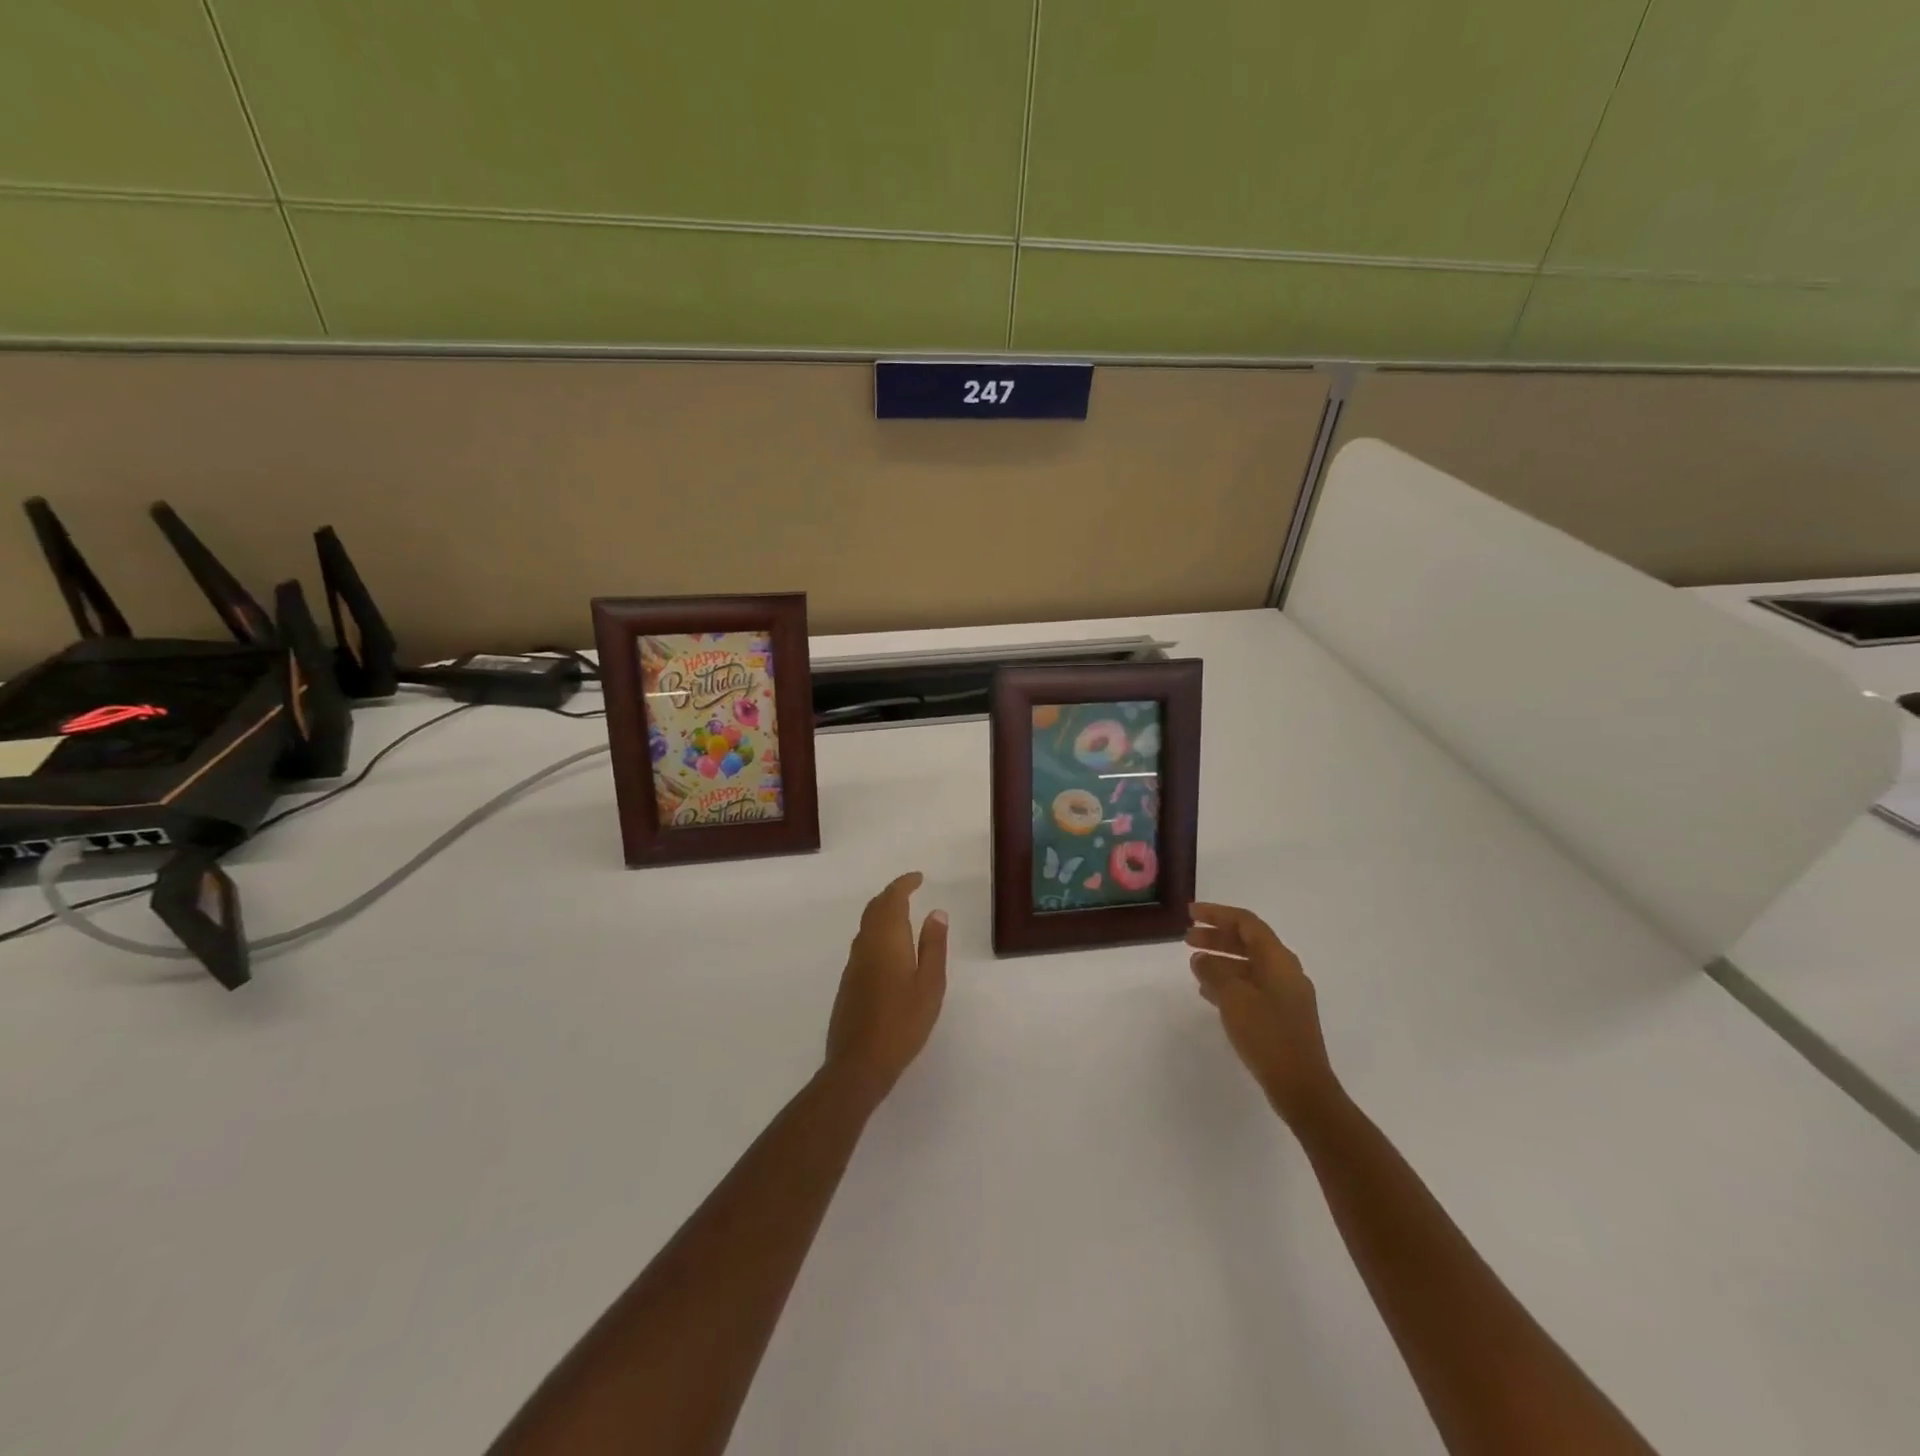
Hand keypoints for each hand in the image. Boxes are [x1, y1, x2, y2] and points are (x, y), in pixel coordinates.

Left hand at [825, 872, 948, 1105]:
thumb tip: (936, 912)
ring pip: (866, 925)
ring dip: (882, 912)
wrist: (859, 1062)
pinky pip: (862, 942)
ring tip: (902, 913)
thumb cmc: (903, 1022)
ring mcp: (853, 964)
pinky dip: (876, 931)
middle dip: (891, 895)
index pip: (892, 900)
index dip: (904, 885)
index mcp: (887, 940)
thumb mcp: (930, 984)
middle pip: (875, 909)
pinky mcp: (848, 982)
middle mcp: (865, 945)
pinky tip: (888, 947)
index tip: (918, 877)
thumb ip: (933, 946)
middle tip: (910, 890)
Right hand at [1187, 902, 1337, 1122]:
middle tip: (1187, 938)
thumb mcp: (1233, 998)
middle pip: (1248, 942)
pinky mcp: (1281, 1016)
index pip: (1246, 923)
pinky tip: (1208, 993)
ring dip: (1221, 960)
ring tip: (1194, 965)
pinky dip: (1229, 982)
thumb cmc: (1268, 1035)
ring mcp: (1285, 995)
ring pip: (1248, 965)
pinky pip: (1251, 987)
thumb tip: (1201, 959)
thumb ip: (1214, 972)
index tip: (1191, 913)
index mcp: (1279, 960)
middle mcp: (1285, 972)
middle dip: (1217, 937)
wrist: (1302, 1087)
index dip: (1217, 914)